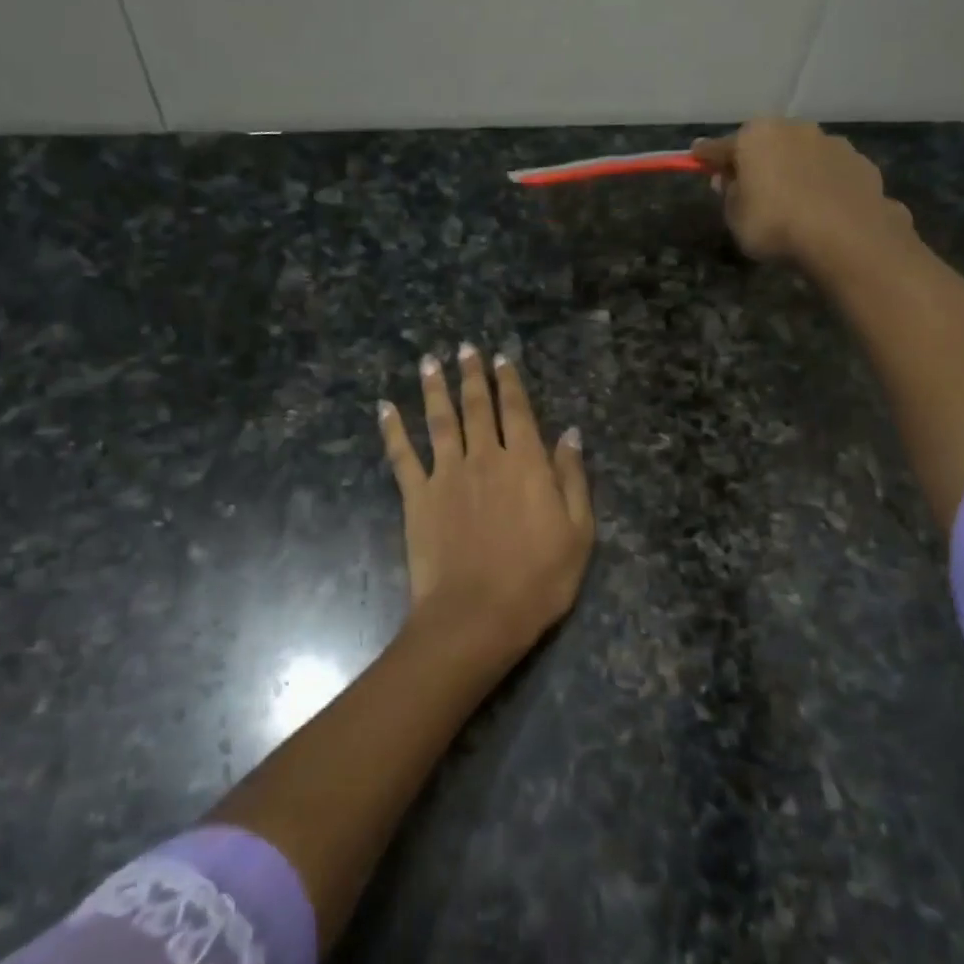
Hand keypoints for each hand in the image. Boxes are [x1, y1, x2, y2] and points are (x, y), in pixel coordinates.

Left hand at [379, 344, 593, 666]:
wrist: (477, 615)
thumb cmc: (539, 579)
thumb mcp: (578, 531)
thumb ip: (572, 478)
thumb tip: (570, 434)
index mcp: (525, 463)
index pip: (517, 411)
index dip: (509, 383)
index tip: (501, 359)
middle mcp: (484, 457)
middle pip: (476, 407)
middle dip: (471, 375)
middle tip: (464, 347)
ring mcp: (446, 475)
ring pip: (439, 420)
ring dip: (434, 388)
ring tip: (429, 361)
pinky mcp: (417, 497)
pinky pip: (402, 456)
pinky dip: (392, 429)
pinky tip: (384, 407)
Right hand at [692, 119, 912, 268]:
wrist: (844, 235)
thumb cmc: (775, 224)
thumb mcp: (735, 217)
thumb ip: (729, 194)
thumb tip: (728, 179)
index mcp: (756, 136)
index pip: (721, 146)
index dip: (707, 156)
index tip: (697, 157)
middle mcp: (793, 129)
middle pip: (766, 143)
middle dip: (756, 160)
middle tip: (749, 186)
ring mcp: (830, 142)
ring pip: (801, 153)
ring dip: (792, 169)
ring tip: (792, 200)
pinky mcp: (859, 162)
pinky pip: (829, 171)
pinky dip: (822, 183)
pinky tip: (822, 207)